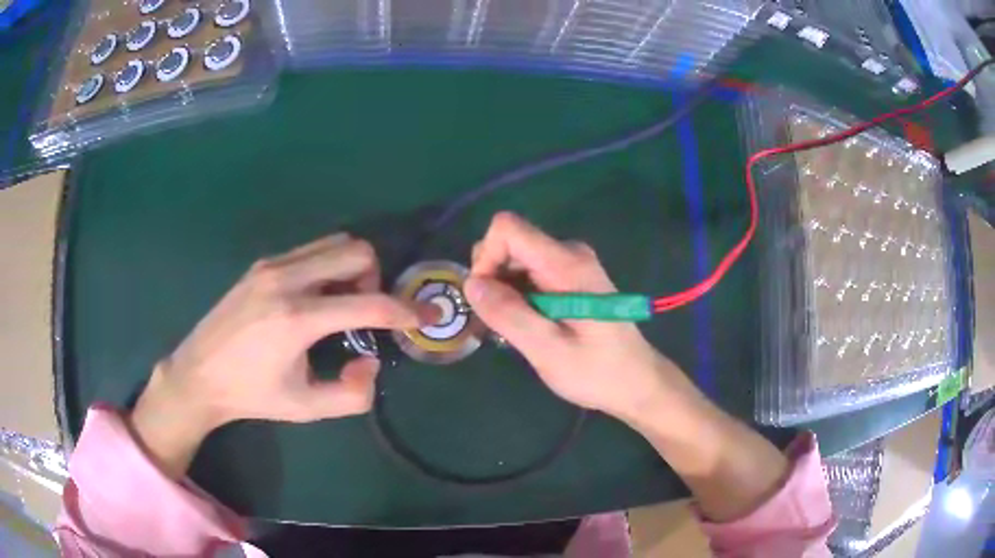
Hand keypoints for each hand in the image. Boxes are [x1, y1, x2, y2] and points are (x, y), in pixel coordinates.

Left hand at [130, 234, 431, 476]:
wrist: (199, 374)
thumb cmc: (252, 395)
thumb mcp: (306, 409)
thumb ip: (352, 394)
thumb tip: (370, 360)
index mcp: (297, 319)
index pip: (368, 303)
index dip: (404, 311)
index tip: (422, 316)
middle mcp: (286, 280)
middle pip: (355, 251)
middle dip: (375, 278)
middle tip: (366, 311)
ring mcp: (271, 266)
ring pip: (333, 243)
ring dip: (352, 268)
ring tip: (341, 303)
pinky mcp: (262, 264)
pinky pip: (310, 250)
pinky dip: (328, 265)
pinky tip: (316, 297)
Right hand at [465, 212, 699, 423]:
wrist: (636, 382)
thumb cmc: (596, 371)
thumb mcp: (548, 350)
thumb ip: (509, 314)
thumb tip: (471, 284)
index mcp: (566, 264)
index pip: (507, 228)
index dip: (486, 257)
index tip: (487, 299)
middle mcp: (569, 253)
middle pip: (510, 242)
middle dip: (491, 278)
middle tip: (497, 322)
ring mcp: (572, 264)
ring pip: (516, 259)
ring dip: (502, 290)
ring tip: (511, 330)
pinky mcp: (571, 278)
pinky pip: (530, 272)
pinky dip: (517, 295)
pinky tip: (525, 325)